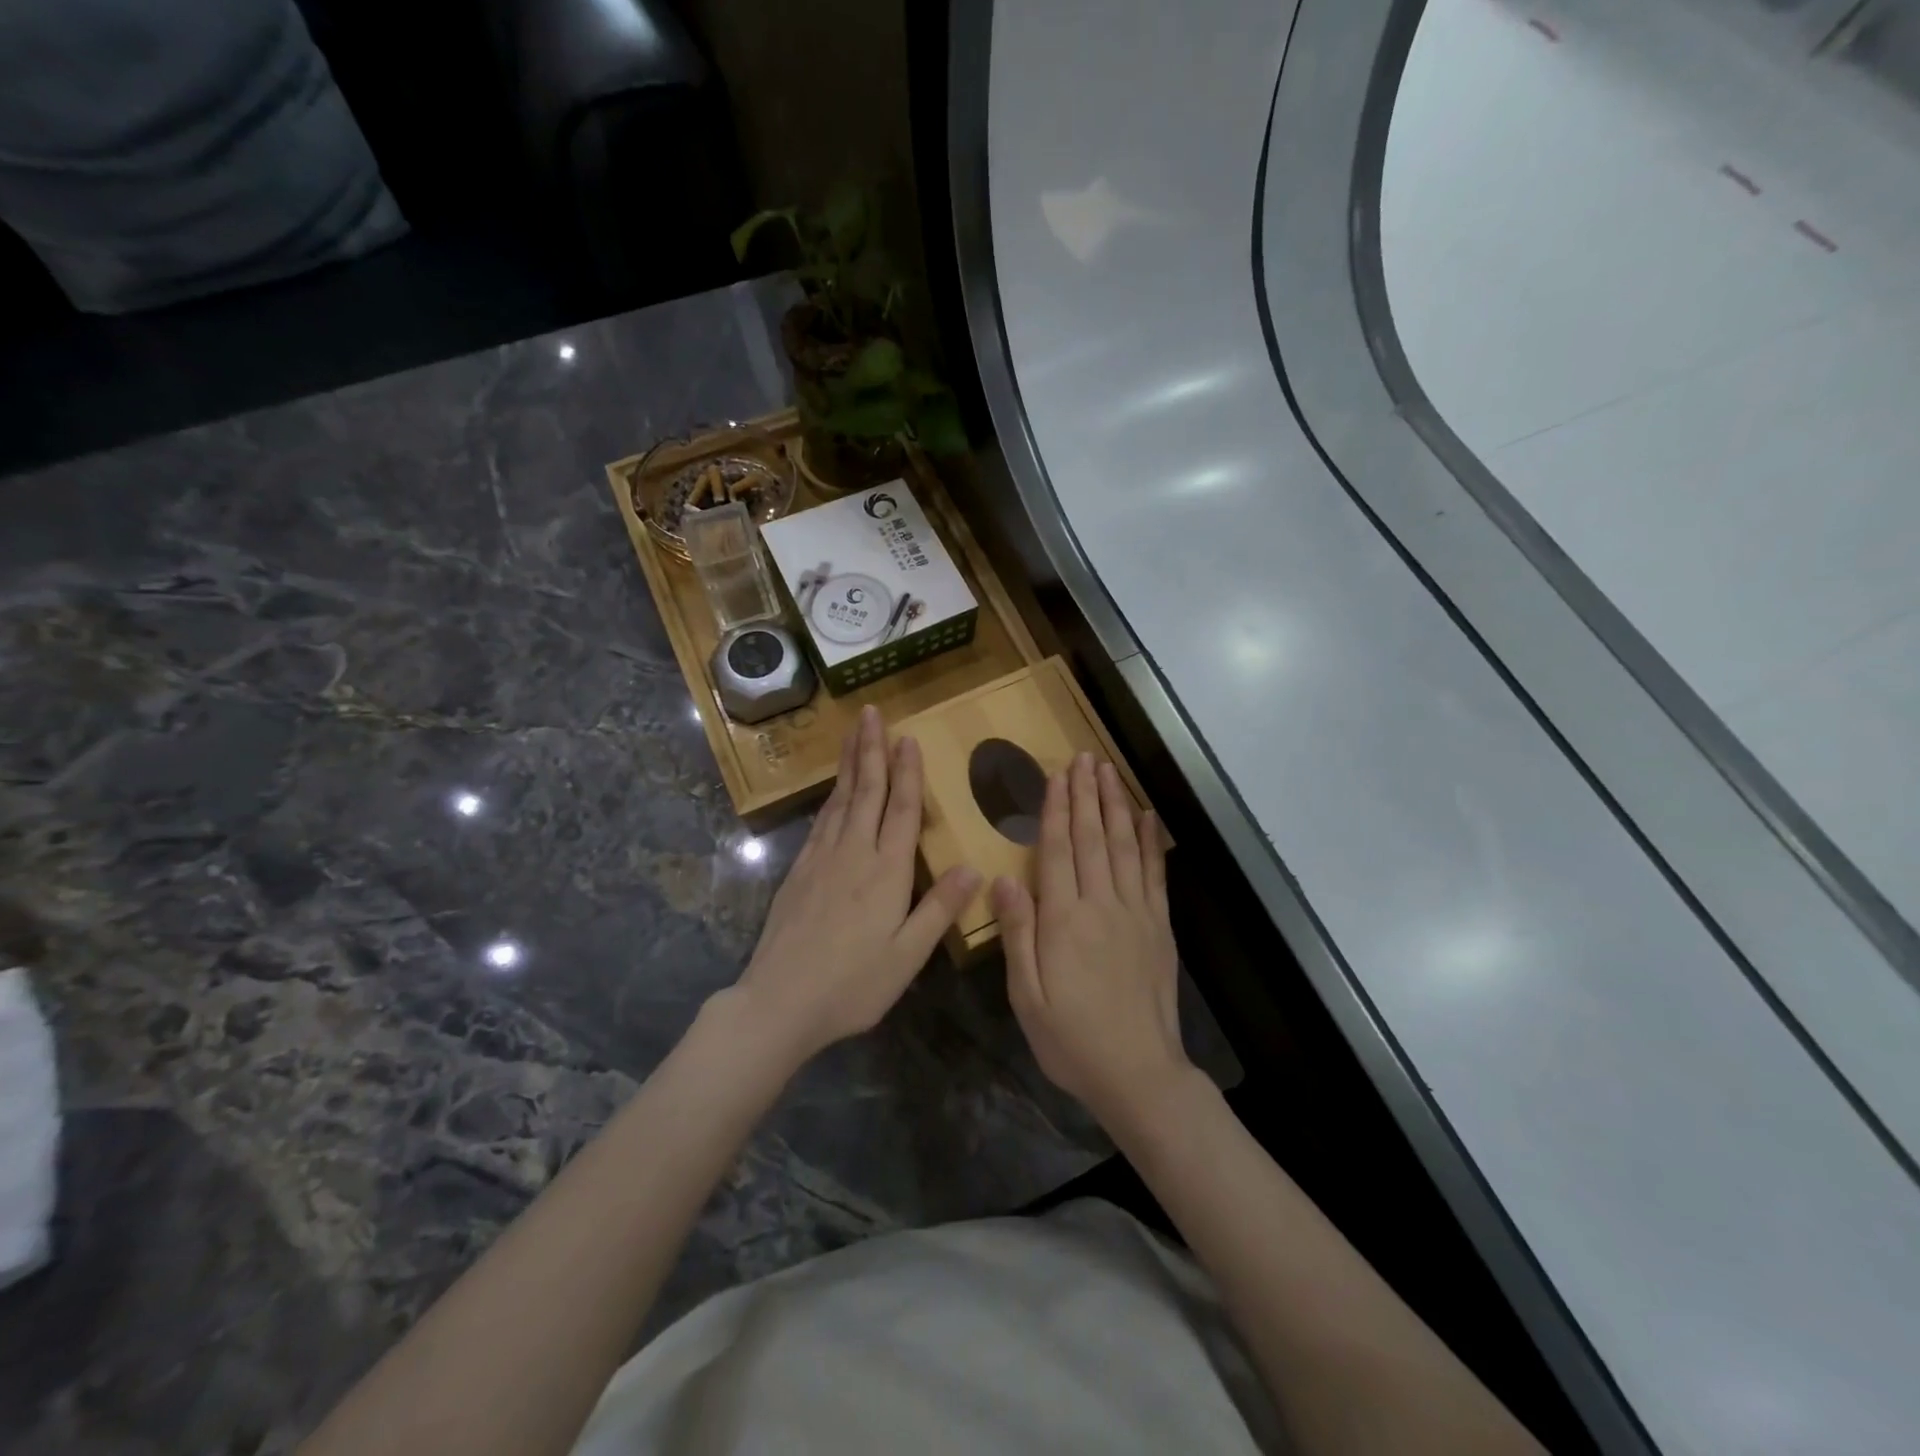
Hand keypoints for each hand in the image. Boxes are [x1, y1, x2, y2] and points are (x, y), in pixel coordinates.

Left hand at [730, 705, 980, 1069]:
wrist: (779, 1001)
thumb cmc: (853, 985)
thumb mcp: (907, 956)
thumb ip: (939, 909)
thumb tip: (974, 867)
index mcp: (886, 872)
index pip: (901, 810)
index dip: (907, 772)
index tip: (907, 738)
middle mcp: (853, 854)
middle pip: (866, 792)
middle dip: (871, 750)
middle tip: (871, 713)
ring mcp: (821, 860)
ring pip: (840, 800)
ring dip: (849, 764)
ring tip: (854, 734)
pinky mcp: (799, 871)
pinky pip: (821, 822)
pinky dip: (831, 797)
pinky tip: (834, 790)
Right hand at [995, 753, 1191, 1129]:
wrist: (1138, 1073)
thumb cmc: (1071, 1039)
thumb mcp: (1026, 995)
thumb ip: (1017, 933)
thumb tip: (1002, 878)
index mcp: (1064, 921)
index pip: (1058, 851)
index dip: (1057, 809)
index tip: (1057, 775)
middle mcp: (1102, 906)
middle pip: (1093, 838)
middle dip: (1086, 794)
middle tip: (1083, 757)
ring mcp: (1136, 913)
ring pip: (1124, 847)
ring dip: (1115, 805)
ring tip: (1108, 772)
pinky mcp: (1159, 927)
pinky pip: (1155, 874)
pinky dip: (1150, 842)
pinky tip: (1146, 816)